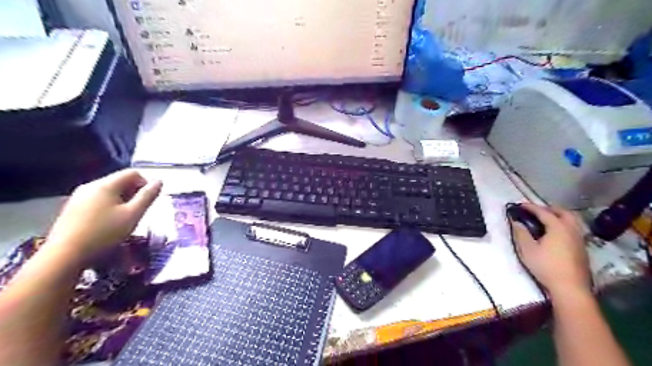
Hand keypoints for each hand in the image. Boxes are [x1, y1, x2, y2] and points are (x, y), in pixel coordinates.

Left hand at [45, 170, 162, 264]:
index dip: (146, 184)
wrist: (64, 256)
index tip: (148, 201)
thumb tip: (159, 181)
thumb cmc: (105, 233)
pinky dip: (108, 207)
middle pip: (120, 181)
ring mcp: (78, 197)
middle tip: (138, 212)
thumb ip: (147, 196)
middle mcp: (90, 186)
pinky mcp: (72, 209)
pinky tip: (108, 224)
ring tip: (124, 219)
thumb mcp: (133, 214)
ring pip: (109, 192)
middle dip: (134, 193)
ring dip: (122, 201)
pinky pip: (97, 201)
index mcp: (105, 185)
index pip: (133, 173)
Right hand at [512, 203, 594, 299]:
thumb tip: (516, 222)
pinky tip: (556, 234)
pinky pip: (574, 230)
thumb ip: (521, 233)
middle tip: (537, 210)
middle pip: (563, 213)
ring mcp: (579, 240)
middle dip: (549, 209)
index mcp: (558, 227)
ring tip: (546, 220)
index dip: (531, 207)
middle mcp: (571, 230)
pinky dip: (564, 225)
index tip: (520, 205)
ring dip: (559, 216)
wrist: (570, 287)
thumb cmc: (546, 266)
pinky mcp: (582, 249)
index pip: (544, 212)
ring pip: (572, 221)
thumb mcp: (527, 249)